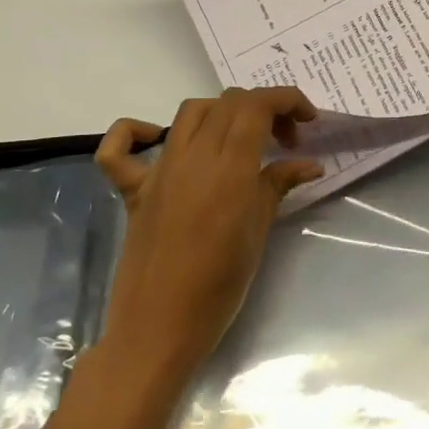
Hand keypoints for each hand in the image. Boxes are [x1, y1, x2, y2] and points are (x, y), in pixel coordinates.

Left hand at [93, 88, 322, 387]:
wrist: (159, 328)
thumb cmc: (220, 287)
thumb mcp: (259, 233)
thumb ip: (278, 186)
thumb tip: (309, 164)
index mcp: (229, 168)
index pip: (257, 106)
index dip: (287, 99)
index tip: (308, 120)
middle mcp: (192, 158)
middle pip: (228, 103)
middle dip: (264, 108)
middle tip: (285, 140)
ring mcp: (158, 172)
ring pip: (189, 112)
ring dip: (221, 113)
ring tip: (241, 141)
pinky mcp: (133, 191)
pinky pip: (119, 150)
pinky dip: (134, 133)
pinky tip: (156, 141)